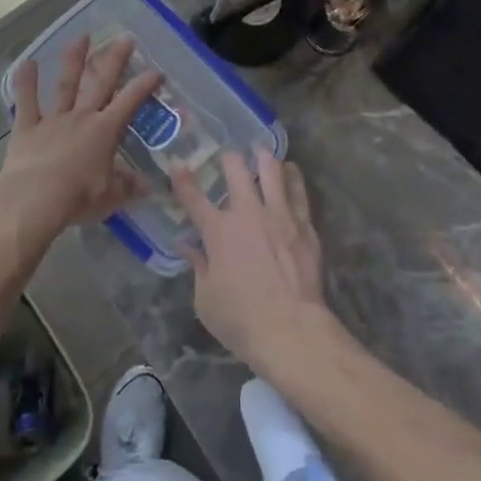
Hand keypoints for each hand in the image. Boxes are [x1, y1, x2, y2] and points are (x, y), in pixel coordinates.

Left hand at [0, 35, 158, 250]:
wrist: (33, 200)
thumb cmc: (77, 198)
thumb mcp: (110, 197)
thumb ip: (127, 186)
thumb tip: (147, 184)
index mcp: (104, 131)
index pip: (130, 102)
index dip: (144, 85)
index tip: (157, 71)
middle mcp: (81, 117)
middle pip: (101, 83)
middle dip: (114, 59)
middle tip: (124, 37)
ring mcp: (53, 120)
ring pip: (66, 85)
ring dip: (74, 60)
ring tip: (81, 37)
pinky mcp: (27, 127)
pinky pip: (27, 102)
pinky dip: (26, 83)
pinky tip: (27, 63)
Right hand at [171, 150, 342, 381]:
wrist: (291, 329)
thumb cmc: (241, 320)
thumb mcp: (206, 300)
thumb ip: (197, 267)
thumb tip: (187, 246)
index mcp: (218, 230)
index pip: (193, 197)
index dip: (182, 178)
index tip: (176, 162)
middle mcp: (248, 212)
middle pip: (236, 169)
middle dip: (229, 157)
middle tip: (229, 157)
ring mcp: (279, 214)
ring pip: (272, 169)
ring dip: (264, 156)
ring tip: (262, 152)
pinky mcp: (304, 224)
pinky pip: (298, 190)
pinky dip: (293, 176)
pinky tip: (291, 171)